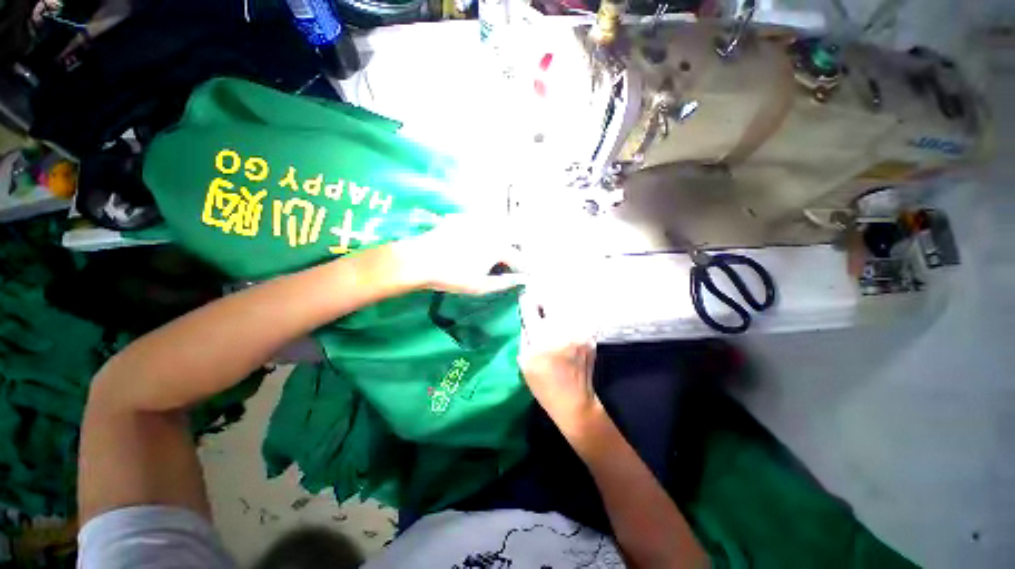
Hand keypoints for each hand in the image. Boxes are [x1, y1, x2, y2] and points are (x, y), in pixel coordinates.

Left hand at [390, 214, 523, 294]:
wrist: (420, 260)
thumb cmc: (453, 275)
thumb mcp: (480, 286)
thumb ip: (503, 283)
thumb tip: (519, 281)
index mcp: (498, 247)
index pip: (517, 258)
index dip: (522, 268)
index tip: (525, 275)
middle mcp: (490, 230)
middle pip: (509, 240)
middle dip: (513, 252)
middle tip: (511, 263)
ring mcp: (475, 222)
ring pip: (495, 229)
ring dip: (500, 239)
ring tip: (495, 252)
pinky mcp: (461, 219)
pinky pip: (479, 223)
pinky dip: (483, 231)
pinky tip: (475, 240)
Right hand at [518, 290, 600, 437]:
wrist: (574, 401)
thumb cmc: (544, 385)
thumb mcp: (524, 362)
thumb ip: (525, 335)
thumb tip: (526, 317)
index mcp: (542, 338)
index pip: (531, 307)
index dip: (526, 302)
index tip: (525, 300)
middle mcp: (562, 330)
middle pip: (551, 301)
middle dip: (543, 303)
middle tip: (539, 309)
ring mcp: (579, 332)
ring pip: (565, 308)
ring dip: (556, 311)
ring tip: (554, 319)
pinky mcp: (590, 336)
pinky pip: (575, 319)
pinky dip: (567, 321)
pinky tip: (564, 331)